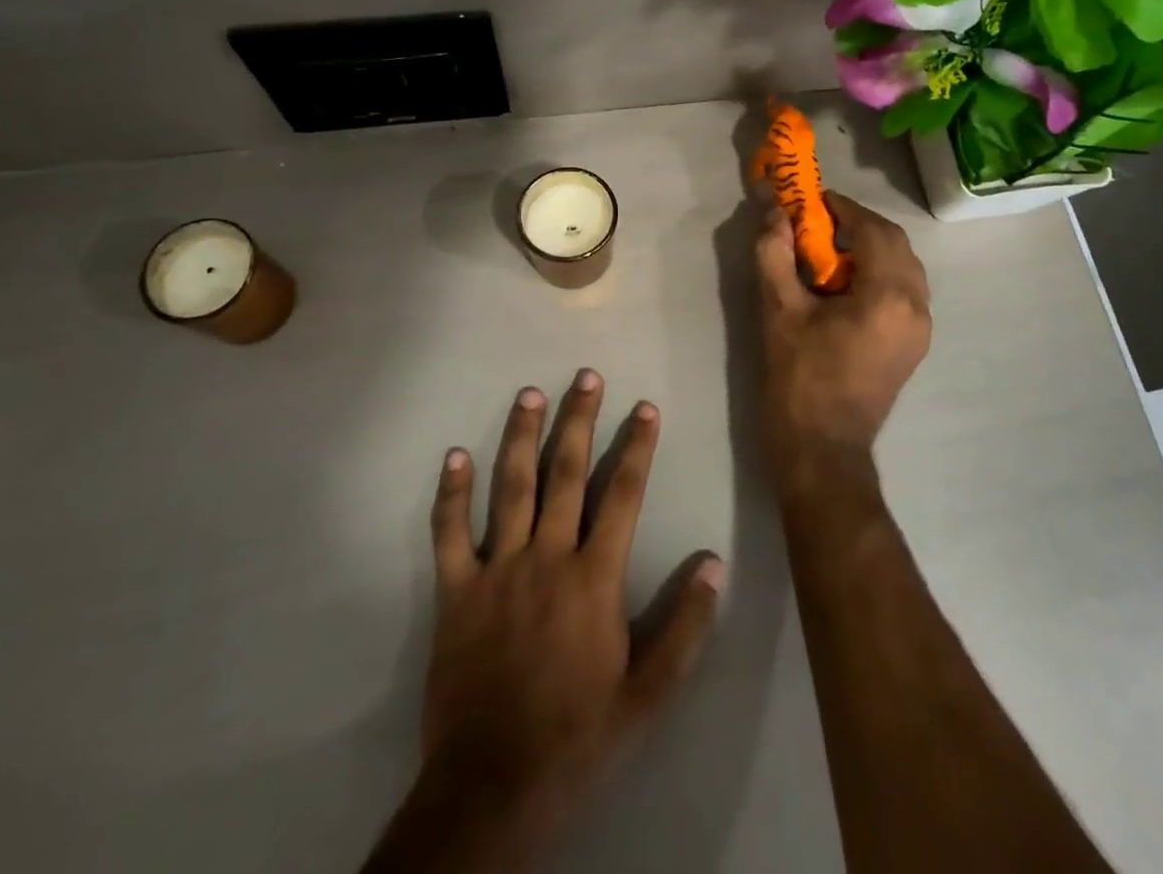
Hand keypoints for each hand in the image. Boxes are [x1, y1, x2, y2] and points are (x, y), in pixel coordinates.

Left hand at [419, 370, 724, 845]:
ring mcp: (497, 570)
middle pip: (566, 474)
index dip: (637, 446)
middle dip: (579, 420)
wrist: (494, 786)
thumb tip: (712, 563)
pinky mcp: (456, 593)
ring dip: (522, 437)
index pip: (623, 494)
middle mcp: (546, 557)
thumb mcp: (648, 693)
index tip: (645, 406)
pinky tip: (453, 456)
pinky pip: (449, 534)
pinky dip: (450, 494)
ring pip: (510, 488)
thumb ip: (685, 626)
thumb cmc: (578, 735)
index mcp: (594, 577)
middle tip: (586, 376)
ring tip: (529, 394)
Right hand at [755, 192, 931, 492]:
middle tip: (820, 222)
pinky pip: (905, 289)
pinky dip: (880, 272)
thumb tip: (774, 213)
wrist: (822, 450)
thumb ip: (774, 254)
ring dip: (872, 247)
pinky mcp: (914, 344)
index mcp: (888, 296)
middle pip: (895, 243)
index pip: (873, 230)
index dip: (844, 209)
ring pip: (905, 266)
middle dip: (859, 224)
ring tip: (831, 249)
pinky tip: (847, 282)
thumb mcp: (778, 311)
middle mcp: (916, 306)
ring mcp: (921, 328)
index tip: (814, 200)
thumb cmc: (799, 379)